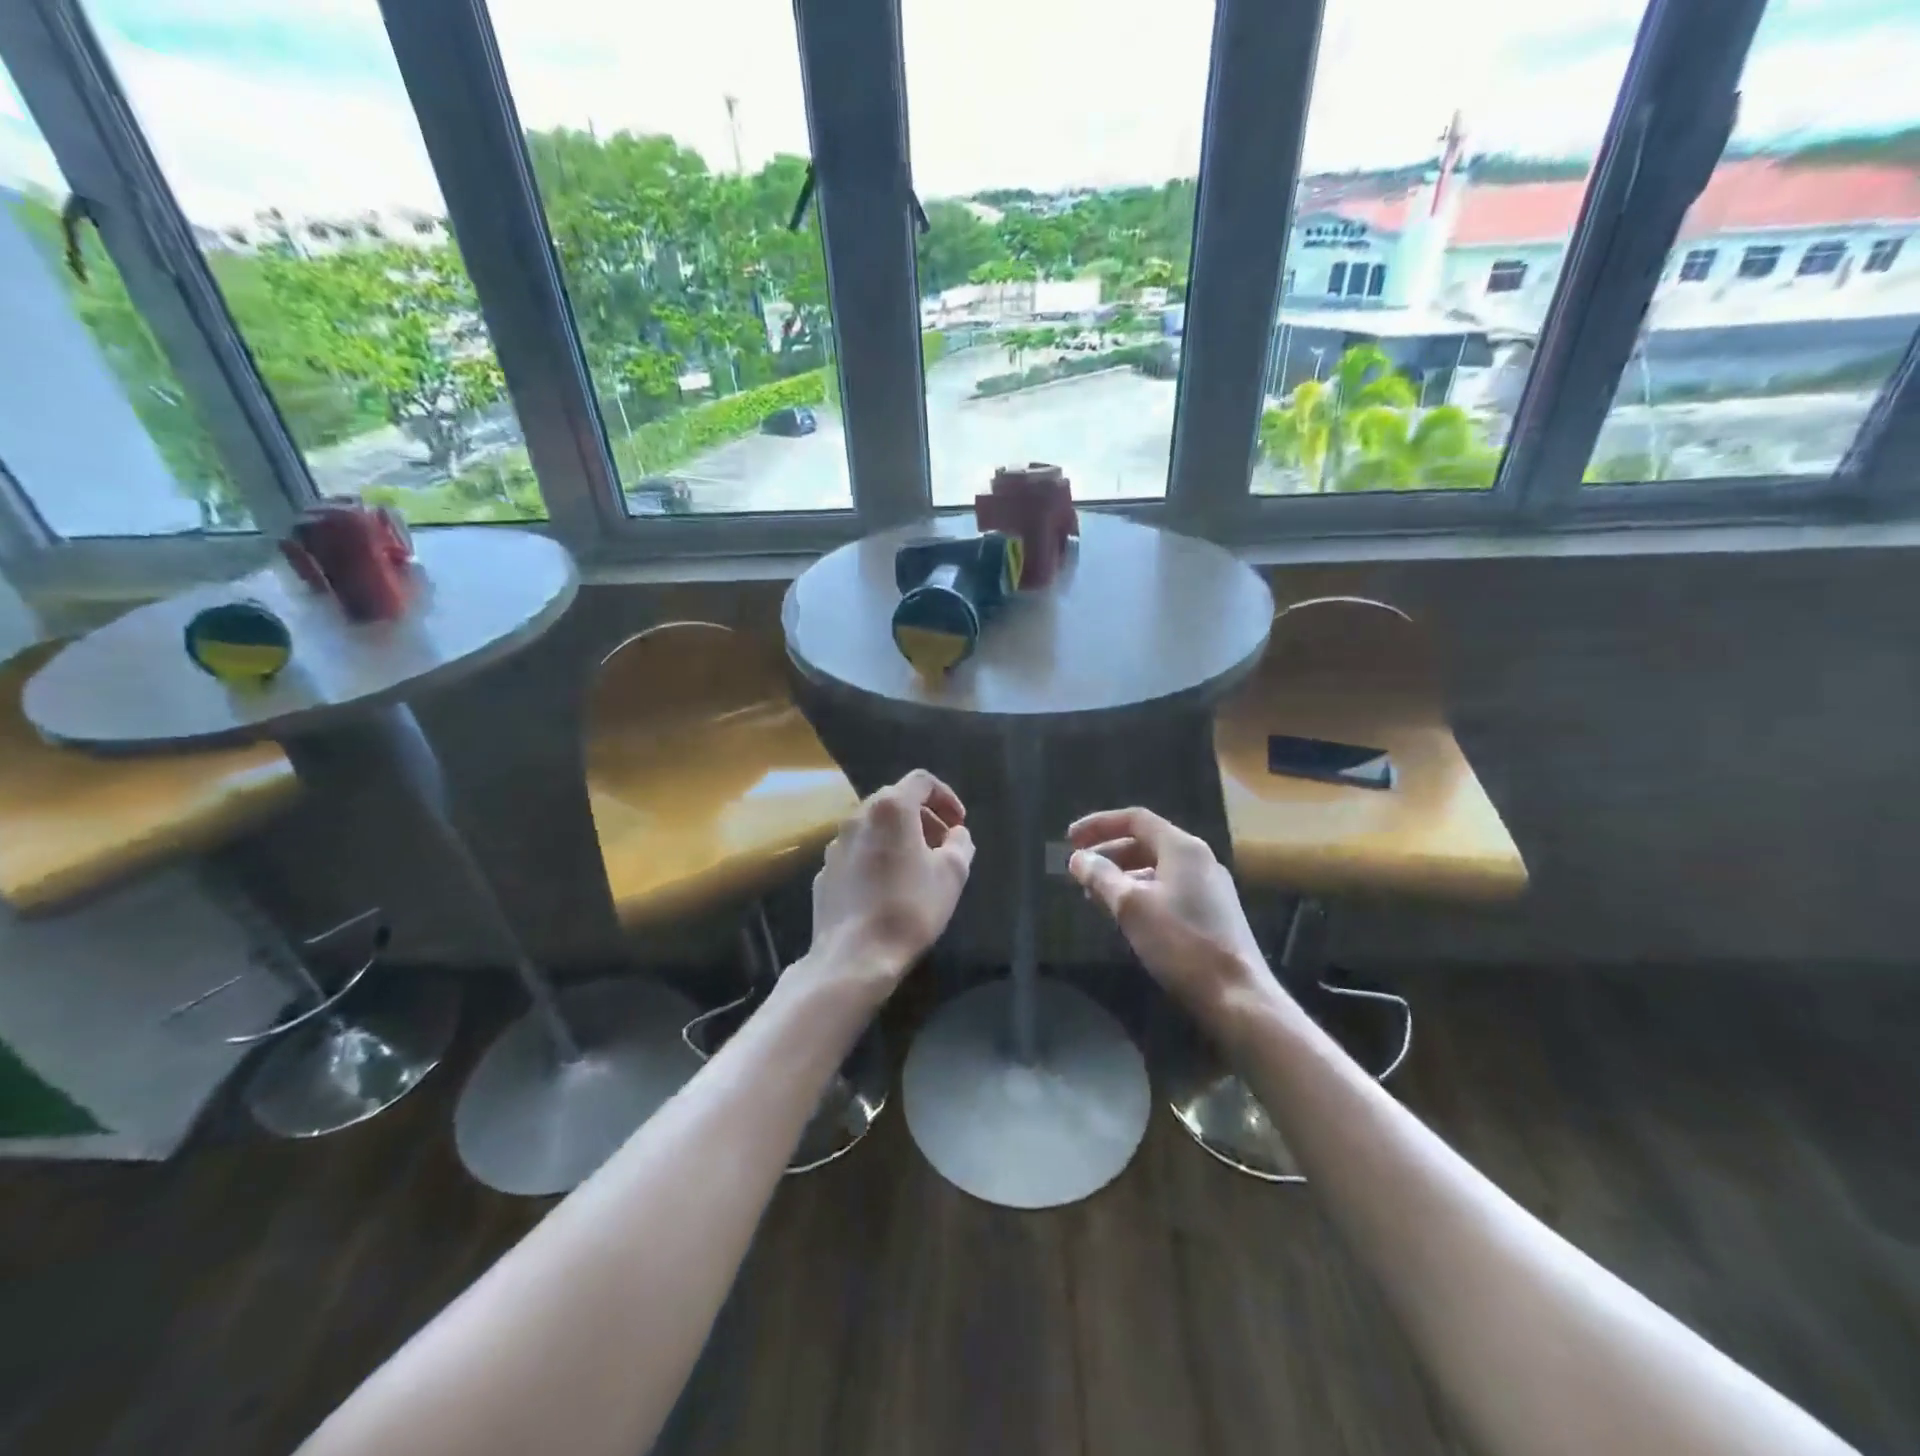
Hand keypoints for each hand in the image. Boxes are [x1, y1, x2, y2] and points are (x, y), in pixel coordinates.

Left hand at [807, 769, 974, 995]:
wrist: (854, 956)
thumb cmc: (910, 908)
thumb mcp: (952, 874)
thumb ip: (960, 843)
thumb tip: (956, 834)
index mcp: (890, 809)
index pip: (921, 781)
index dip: (946, 797)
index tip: (959, 823)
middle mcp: (857, 817)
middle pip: (895, 802)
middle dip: (924, 818)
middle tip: (943, 845)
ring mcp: (836, 845)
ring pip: (874, 827)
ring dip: (899, 837)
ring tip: (918, 867)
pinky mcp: (825, 872)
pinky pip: (857, 853)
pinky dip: (877, 857)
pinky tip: (888, 888)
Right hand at [1067, 807, 1276, 1023]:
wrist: (1237, 996)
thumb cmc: (1181, 943)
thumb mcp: (1131, 906)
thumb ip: (1101, 876)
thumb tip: (1078, 858)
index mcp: (1182, 848)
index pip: (1135, 819)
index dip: (1099, 824)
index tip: (1070, 840)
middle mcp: (1199, 859)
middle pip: (1146, 842)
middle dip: (1108, 852)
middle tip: (1079, 870)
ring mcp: (1209, 887)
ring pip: (1156, 868)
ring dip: (1122, 875)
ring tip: (1095, 895)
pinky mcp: (1212, 913)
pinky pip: (1168, 889)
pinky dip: (1141, 893)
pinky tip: (1125, 916)